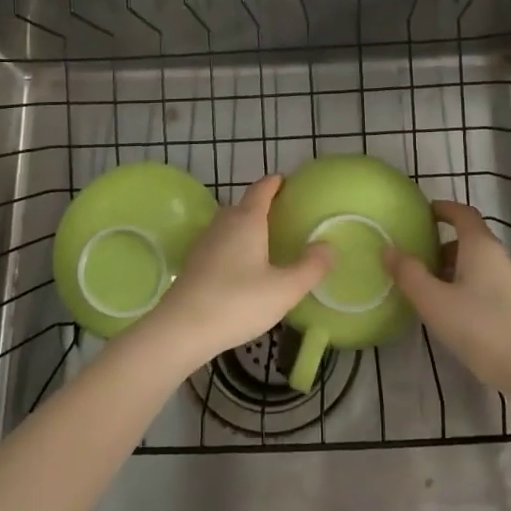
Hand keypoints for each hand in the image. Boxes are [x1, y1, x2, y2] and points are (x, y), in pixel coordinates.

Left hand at [143, 176, 332, 367]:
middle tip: (284, 216)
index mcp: (247, 220)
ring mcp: (205, 242)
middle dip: (263, 205)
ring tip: (266, 240)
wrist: (181, 329)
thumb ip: (311, 267)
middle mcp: (224, 223)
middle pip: (244, 205)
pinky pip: (220, 243)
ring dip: (247, 226)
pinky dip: (234, 245)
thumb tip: (329, 247)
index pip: (262, 189)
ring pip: (230, 225)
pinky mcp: (194, 263)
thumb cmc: (237, 302)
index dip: (275, 183)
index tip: (287, 181)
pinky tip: (243, 267)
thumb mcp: (284, 289)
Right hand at [386, 199, 510, 395]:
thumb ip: (409, 274)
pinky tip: (455, 315)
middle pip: (469, 240)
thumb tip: (388, 248)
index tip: (422, 214)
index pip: (462, 213)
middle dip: (442, 246)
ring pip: (478, 266)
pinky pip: (488, 285)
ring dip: (454, 270)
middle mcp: (500, 257)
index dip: (443, 209)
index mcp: (480, 246)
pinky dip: (467, 288)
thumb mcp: (435, 302)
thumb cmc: (481, 328)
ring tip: (430, 291)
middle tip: (417, 260)